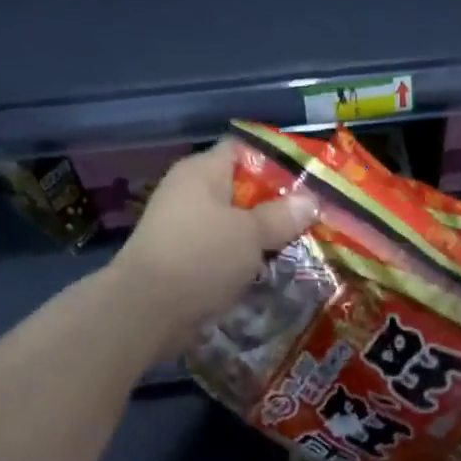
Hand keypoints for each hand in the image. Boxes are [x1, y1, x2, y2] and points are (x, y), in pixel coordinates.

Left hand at [111, 140, 318, 350]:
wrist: (148, 310)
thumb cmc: (201, 257)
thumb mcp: (251, 234)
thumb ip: (282, 216)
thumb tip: (311, 201)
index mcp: (202, 172)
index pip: (243, 150)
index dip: (277, 162)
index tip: (309, 182)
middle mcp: (190, 193)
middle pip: (241, 191)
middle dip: (276, 207)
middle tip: (312, 221)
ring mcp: (184, 228)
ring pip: (234, 226)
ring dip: (262, 239)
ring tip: (299, 249)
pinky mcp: (183, 260)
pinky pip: (222, 253)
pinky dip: (244, 261)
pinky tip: (270, 273)